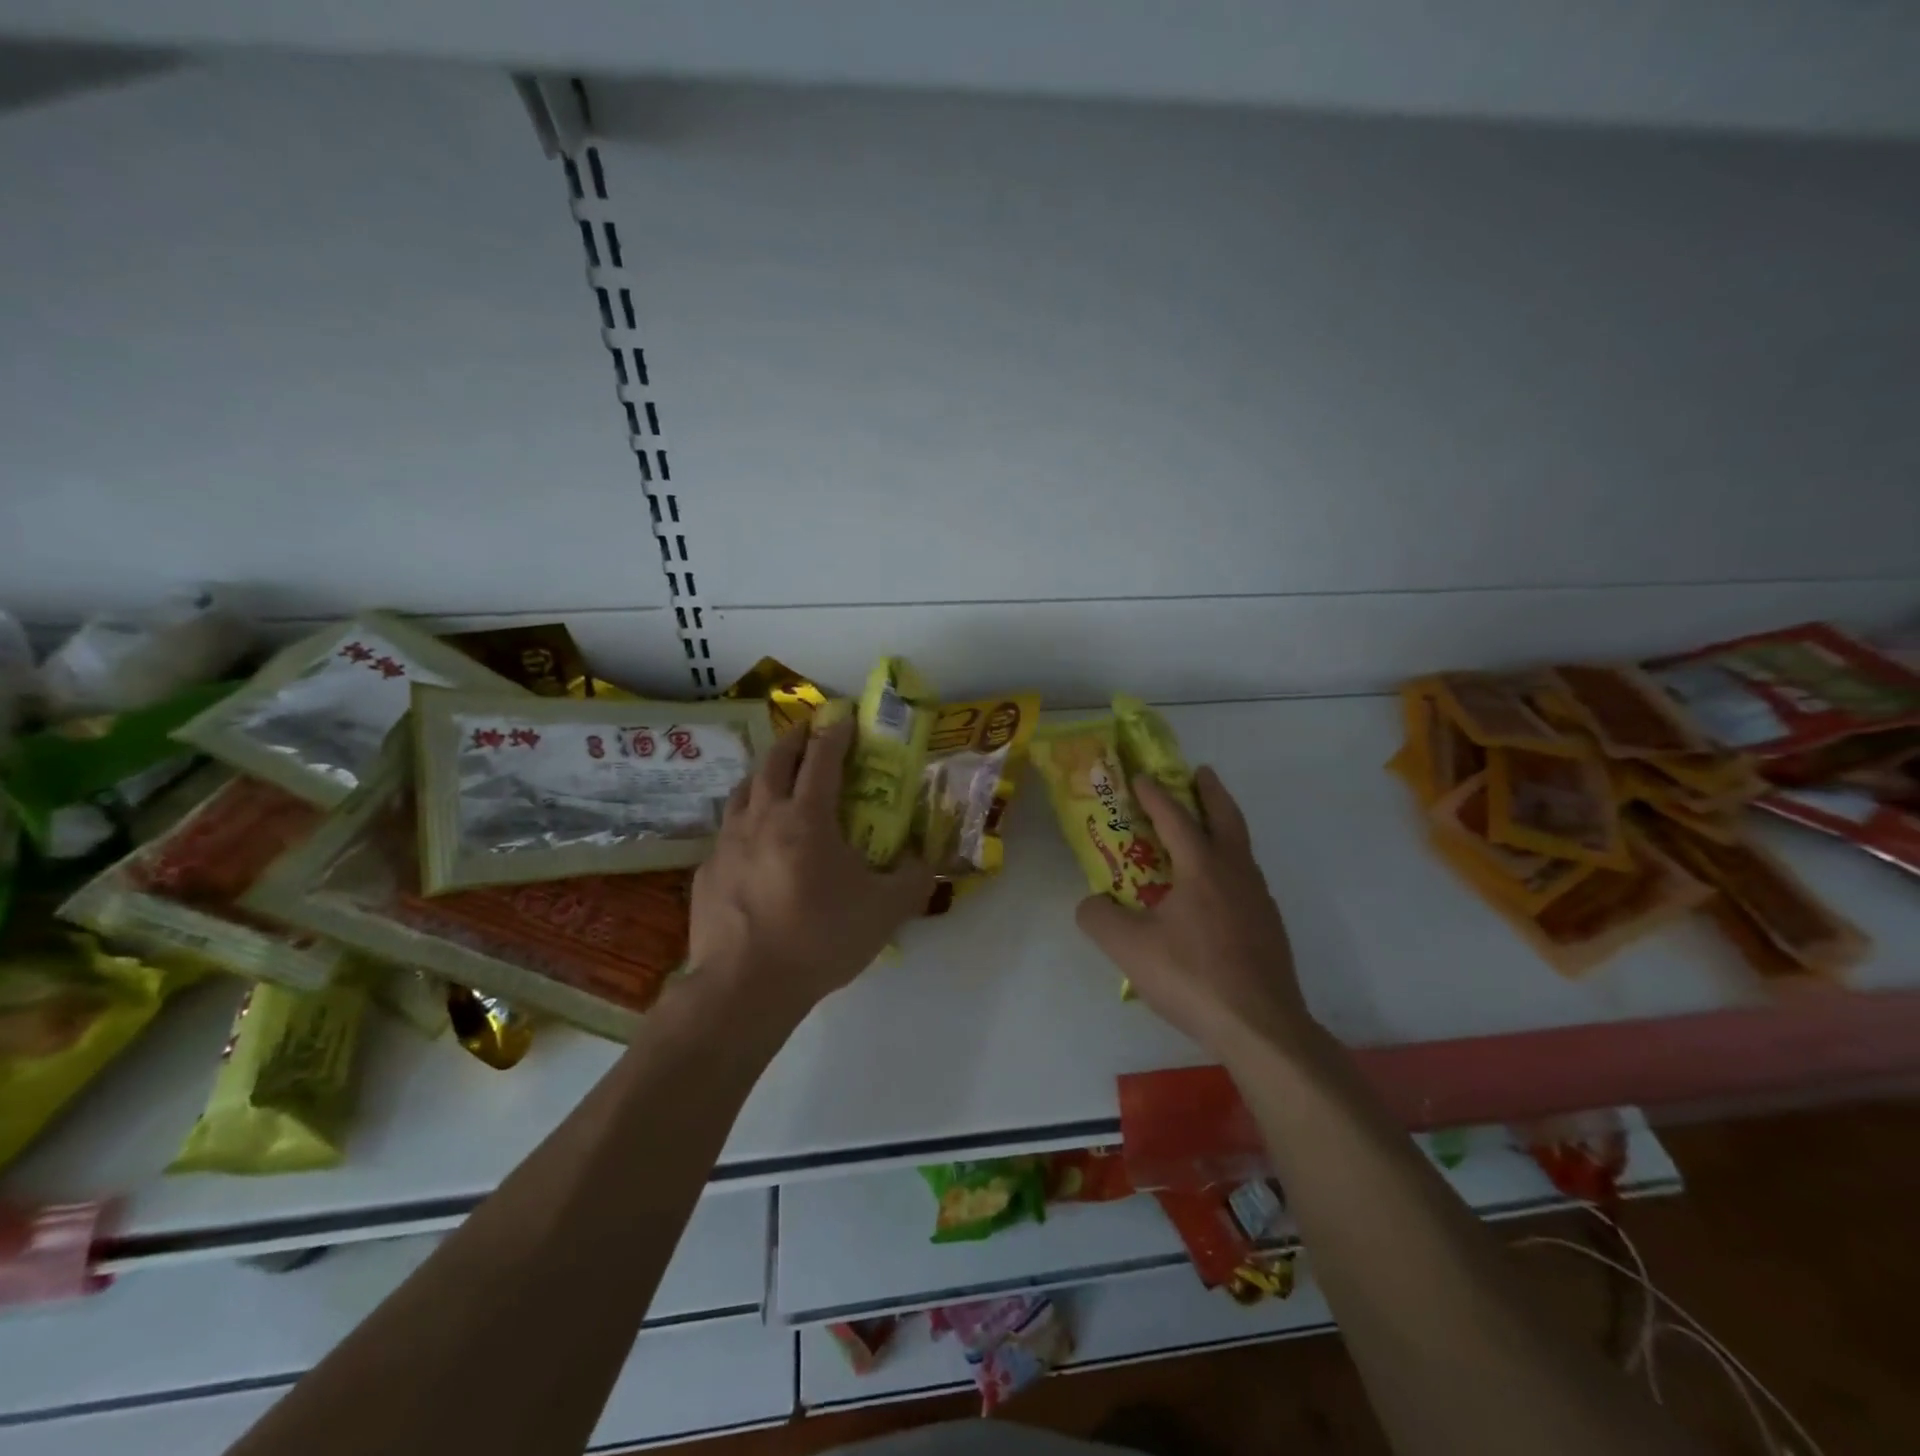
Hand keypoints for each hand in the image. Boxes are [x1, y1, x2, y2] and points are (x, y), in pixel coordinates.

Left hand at [688, 719, 934, 1017]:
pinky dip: (744, 821)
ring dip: (763, 774)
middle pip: (775, 761)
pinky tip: (752, 844)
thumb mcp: (885, 911)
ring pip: (743, 790)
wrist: (745, 987)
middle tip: (808, 732)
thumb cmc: (820, 938)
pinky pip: (727, 832)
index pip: (822, 758)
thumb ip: (913, 879)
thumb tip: (924, 859)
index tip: (845, 717)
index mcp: (807, 818)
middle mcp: (763, 817)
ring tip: (776, 777)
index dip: (836, 733)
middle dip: (794, 738)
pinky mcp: (706, 871)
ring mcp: (728, 843)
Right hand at [1075, 767, 1311, 1057]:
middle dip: (1211, 791)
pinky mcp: (1269, 928)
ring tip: (1205, 829)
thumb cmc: (1192, 977)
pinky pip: (1246, 879)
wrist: (1261, 1028)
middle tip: (1199, 773)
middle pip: (1227, 818)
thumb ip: (1098, 918)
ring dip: (1224, 827)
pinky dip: (1230, 864)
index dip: (1155, 795)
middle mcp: (1235, 873)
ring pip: (1241, 848)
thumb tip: (1091, 903)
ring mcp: (1259, 900)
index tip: (1140, 777)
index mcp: (1202, 868)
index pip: (1176, 818)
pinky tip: (1216, 890)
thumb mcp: (1128, 948)